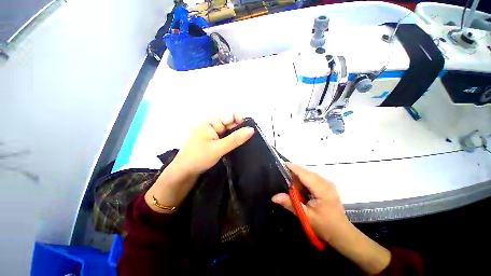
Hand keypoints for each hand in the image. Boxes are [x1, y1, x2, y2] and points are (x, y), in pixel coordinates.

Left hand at [172, 113, 254, 174]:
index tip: (252, 129)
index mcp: (210, 122)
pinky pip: (226, 138)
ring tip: (249, 140)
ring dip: (238, 135)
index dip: (241, 119)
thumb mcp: (218, 148)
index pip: (230, 116)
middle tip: (253, 136)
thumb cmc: (198, 158)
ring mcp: (212, 134)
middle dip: (241, 128)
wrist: (183, 173)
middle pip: (230, 123)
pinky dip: (233, 140)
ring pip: (229, 131)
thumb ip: (235, 139)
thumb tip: (252, 129)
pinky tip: (240, 144)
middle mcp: (212, 126)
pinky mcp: (213, 142)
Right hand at [271, 163, 349, 243]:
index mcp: (322, 189)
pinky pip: (312, 177)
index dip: (292, 167)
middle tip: (282, 178)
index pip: (304, 173)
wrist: (342, 233)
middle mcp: (326, 182)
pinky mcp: (327, 185)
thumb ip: (290, 204)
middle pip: (306, 171)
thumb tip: (274, 197)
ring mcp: (327, 183)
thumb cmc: (325, 226)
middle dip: (294, 173)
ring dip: (298, 177)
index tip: (280, 165)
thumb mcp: (306, 216)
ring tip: (290, 185)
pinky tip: (300, 189)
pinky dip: (304, 180)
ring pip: (308, 174)